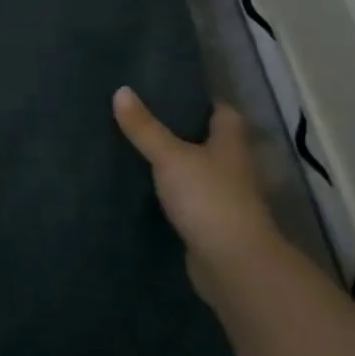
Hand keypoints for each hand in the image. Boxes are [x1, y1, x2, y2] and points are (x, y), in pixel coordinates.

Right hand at [113, 88, 285, 302]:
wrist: (233, 265)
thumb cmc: (208, 199)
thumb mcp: (170, 157)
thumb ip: (145, 127)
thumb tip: (121, 90)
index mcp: (231, 145)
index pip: (224, 113)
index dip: (204, 101)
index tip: (174, 91)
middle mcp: (233, 168)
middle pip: (211, 142)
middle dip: (184, 131)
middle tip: (146, 116)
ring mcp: (224, 198)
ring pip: (199, 171)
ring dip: (178, 163)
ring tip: (139, 148)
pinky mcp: (211, 224)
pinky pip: (189, 199)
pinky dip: (173, 193)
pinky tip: (147, 188)